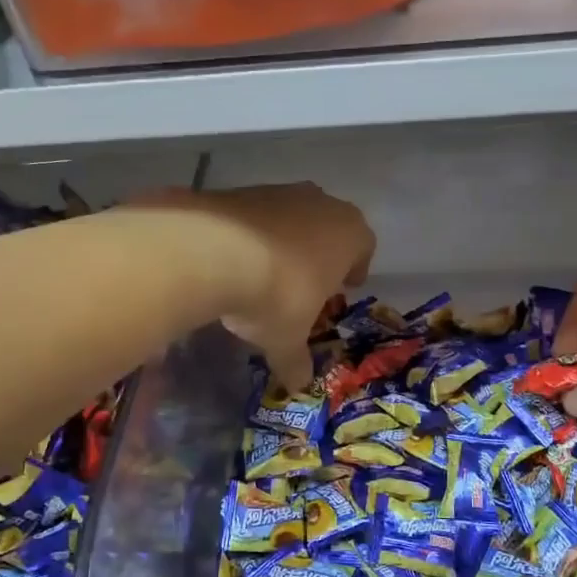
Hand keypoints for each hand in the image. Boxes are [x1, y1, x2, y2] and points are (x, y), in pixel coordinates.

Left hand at [130, 184, 373, 389]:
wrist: (212, 251)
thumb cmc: (276, 295)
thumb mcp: (287, 339)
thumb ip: (296, 362)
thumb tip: (298, 386)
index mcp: (350, 233)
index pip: (364, 247)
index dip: (355, 269)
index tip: (342, 288)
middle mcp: (321, 203)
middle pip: (329, 229)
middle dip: (320, 255)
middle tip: (307, 284)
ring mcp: (279, 191)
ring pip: (292, 218)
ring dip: (284, 243)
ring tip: (265, 276)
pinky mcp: (240, 190)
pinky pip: (254, 217)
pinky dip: (249, 236)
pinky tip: (232, 263)